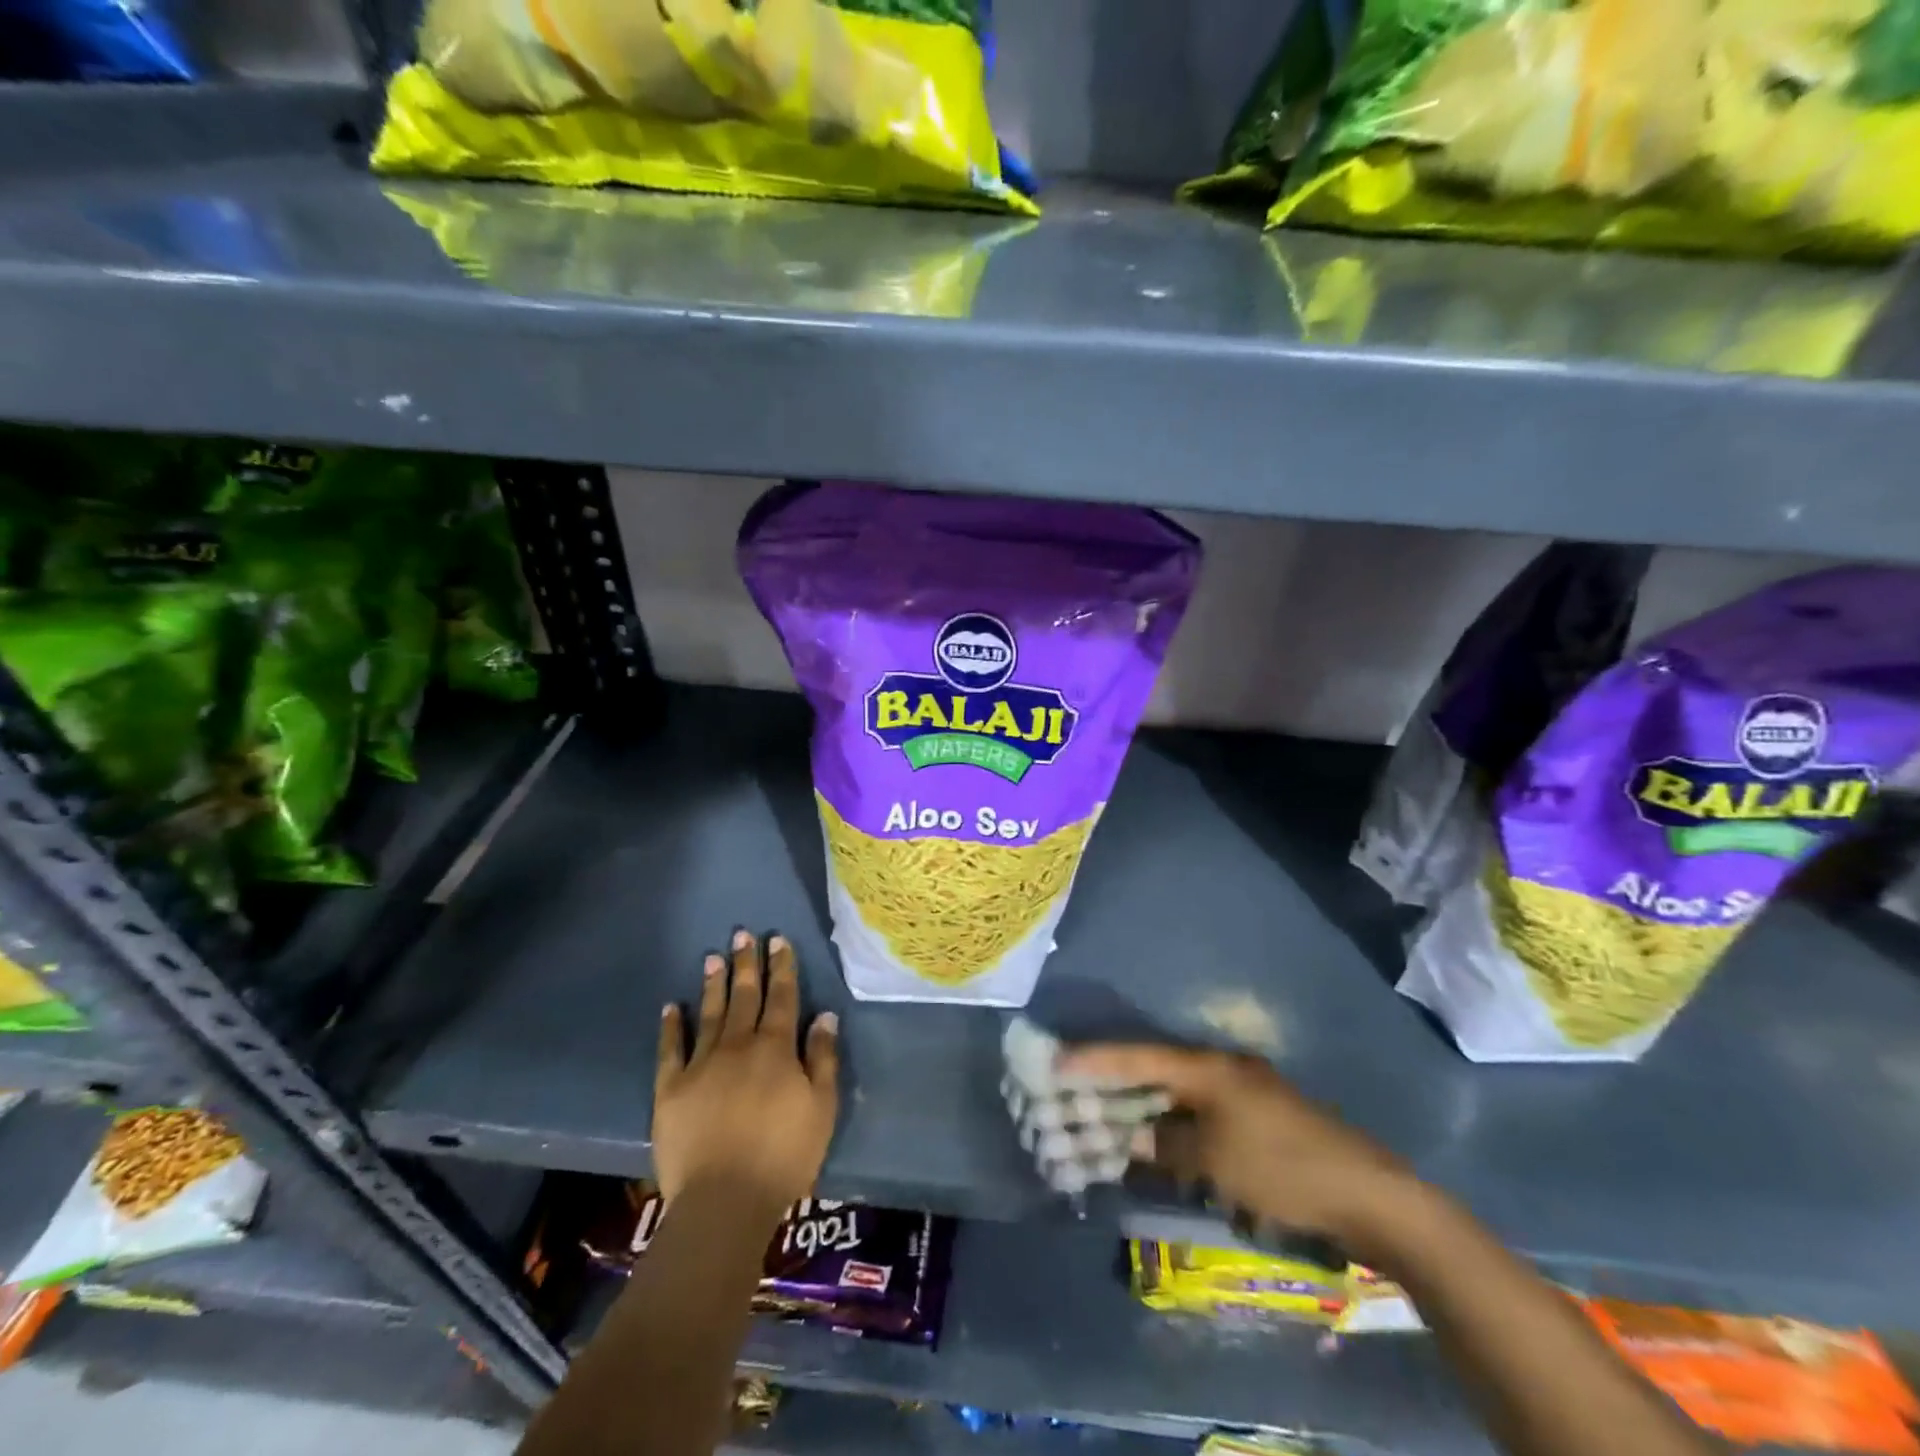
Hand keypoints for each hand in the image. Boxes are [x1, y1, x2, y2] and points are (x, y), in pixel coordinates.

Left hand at [654, 930, 839, 1216]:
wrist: (724, 1201)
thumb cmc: (784, 1155)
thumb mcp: (821, 1107)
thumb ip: (823, 1058)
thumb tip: (825, 1015)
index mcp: (776, 1048)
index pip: (782, 997)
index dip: (782, 967)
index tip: (778, 940)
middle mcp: (738, 1045)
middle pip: (745, 996)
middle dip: (746, 964)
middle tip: (743, 934)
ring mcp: (701, 1065)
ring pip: (710, 1014)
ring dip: (713, 984)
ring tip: (713, 956)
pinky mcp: (671, 1089)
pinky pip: (670, 1050)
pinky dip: (671, 1026)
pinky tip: (672, 1006)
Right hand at [1058, 1042, 1415, 1257]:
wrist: (1369, 1195)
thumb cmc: (1283, 1168)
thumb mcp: (1216, 1162)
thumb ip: (1165, 1145)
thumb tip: (1131, 1137)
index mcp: (1209, 1067)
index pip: (1138, 1056)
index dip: (1095, 1059)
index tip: (1055, 1059)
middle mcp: (1222, 1068)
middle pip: (1154, 1067)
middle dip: (1114, 1079)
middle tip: (1072, 1088)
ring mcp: (1242, 1090)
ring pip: (1175, 1090)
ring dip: (1142, 1103)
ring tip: (1104, 1115)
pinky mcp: (1256, 1116)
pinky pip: (1197, 1111)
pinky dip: (1171, 1122)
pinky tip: (1156, 1139)